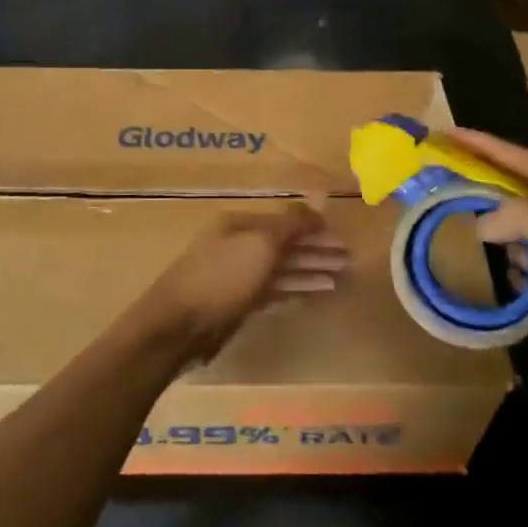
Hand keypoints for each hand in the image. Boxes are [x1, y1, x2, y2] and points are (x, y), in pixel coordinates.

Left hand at [134, 203, 350, 365]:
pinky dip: (295, 289)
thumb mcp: (260, 244)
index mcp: (241, 225)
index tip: (343, 238)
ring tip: (340, 276)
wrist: (178, 325)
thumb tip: (317, 201)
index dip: (315, 229)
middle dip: (317, 250)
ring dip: (310, 270)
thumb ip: (291, 223)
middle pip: (285, 244)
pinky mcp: (237, 303)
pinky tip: (315, 293)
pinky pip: (274, 290)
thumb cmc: (222, 277)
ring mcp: (237, 276)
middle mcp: (239, 245)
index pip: (285, 222)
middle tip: (348, 259)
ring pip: (281, 269)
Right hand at [447, 128, 527, 390]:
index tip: (449, 134)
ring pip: (527, 216)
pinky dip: (519, 254)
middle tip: (450, 179)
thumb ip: (524, 218)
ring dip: (504, 225)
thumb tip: (482, 222)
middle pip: (524, 184)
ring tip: (480, 233)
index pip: (526, 160)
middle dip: (489, 183)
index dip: (485, 146)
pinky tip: (515, 271)